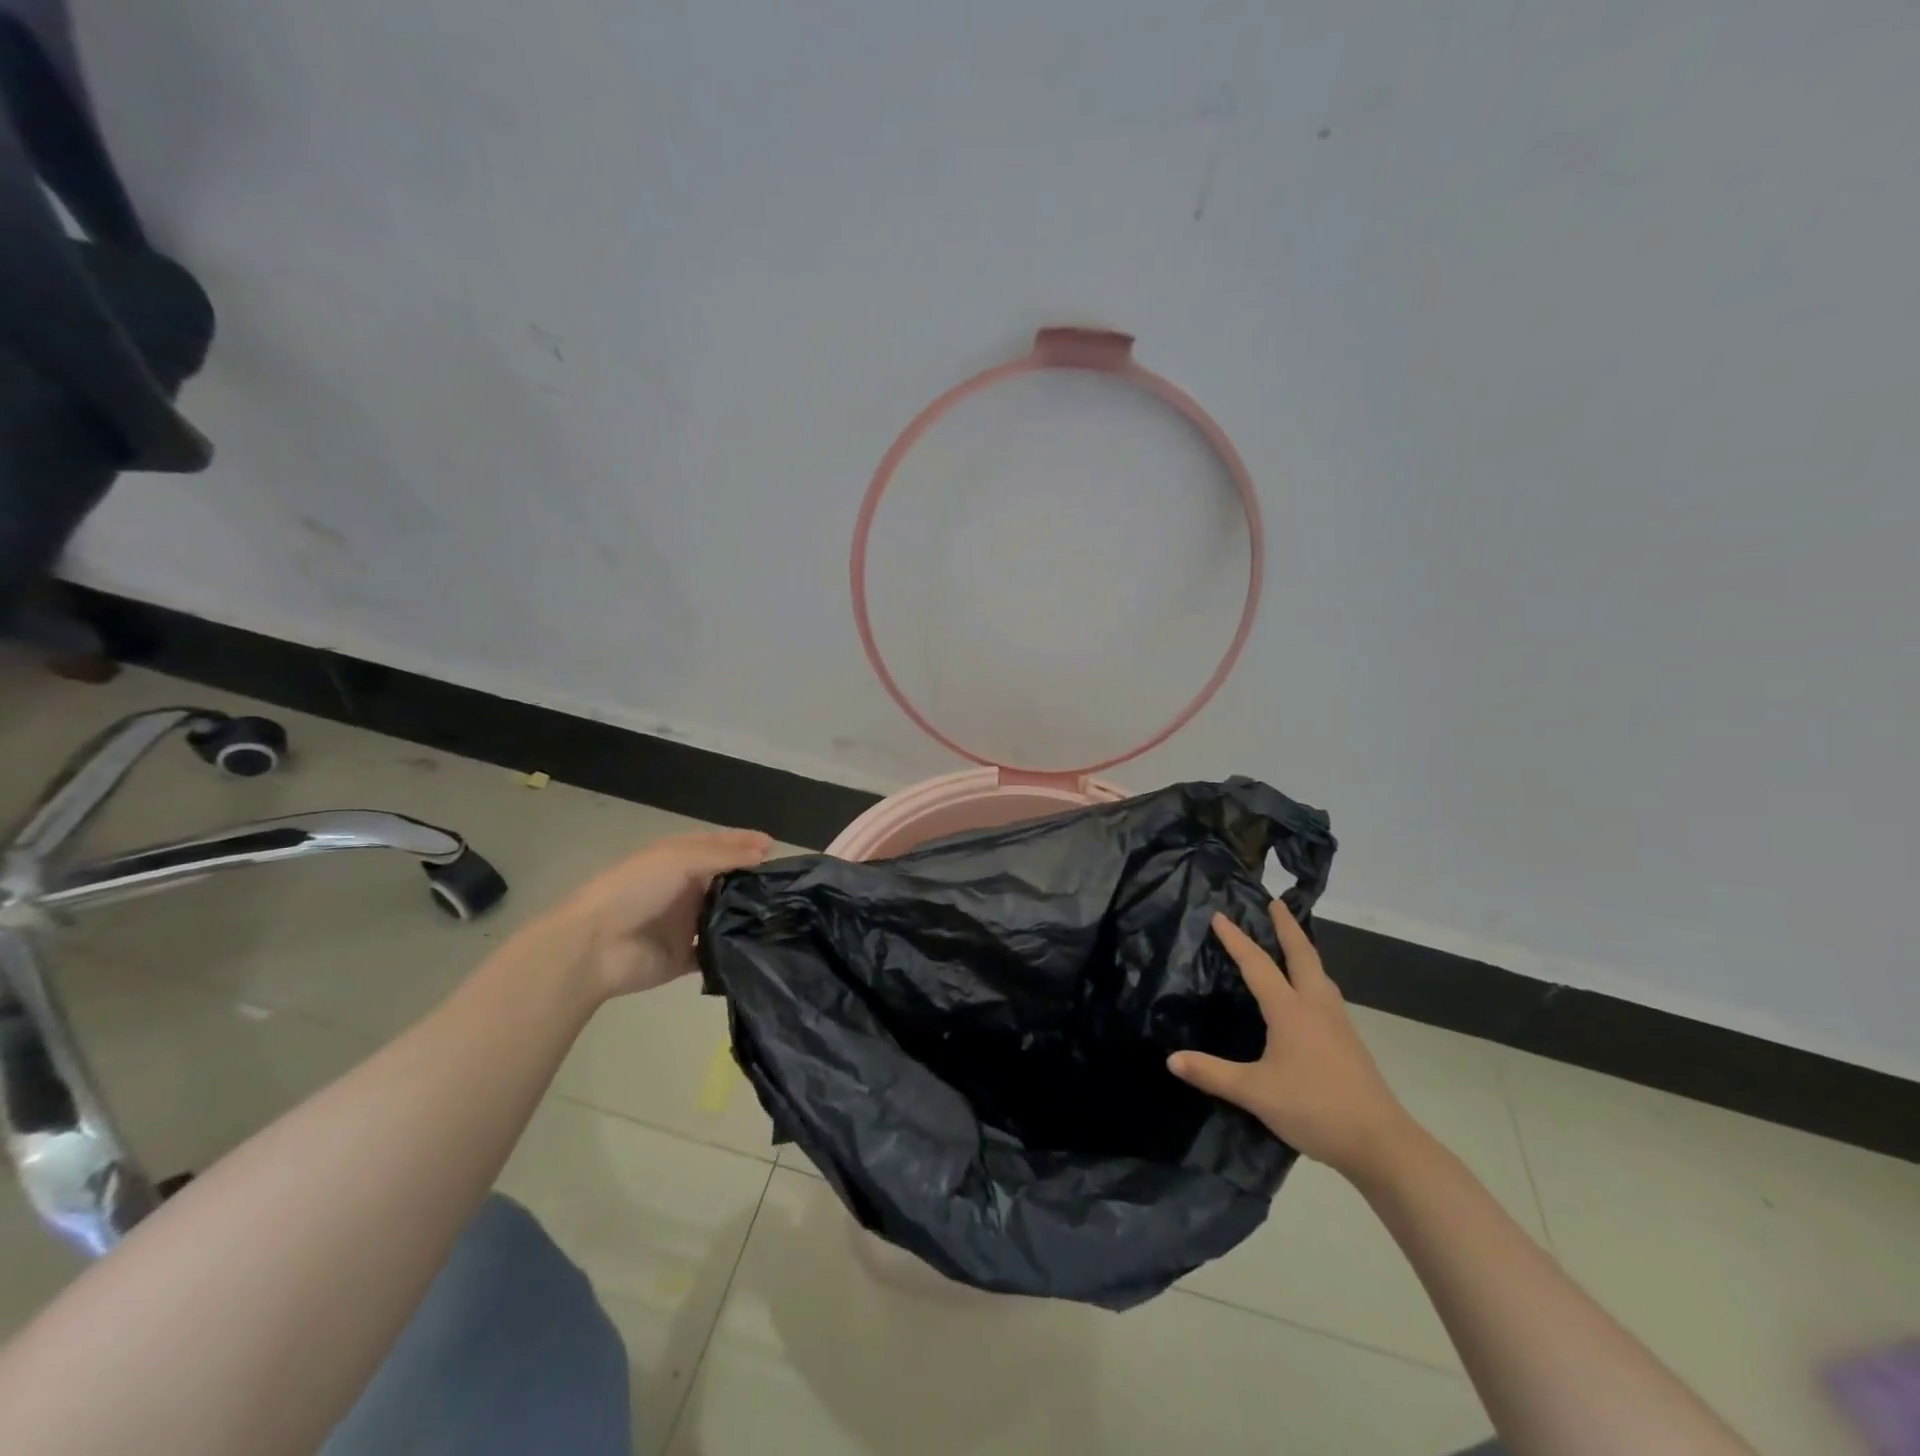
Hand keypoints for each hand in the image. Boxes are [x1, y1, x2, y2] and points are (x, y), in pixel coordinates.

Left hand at [535, 828, 771, 999]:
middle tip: (787, 885)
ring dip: (746, 915)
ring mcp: (683, 925)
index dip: (745, 843)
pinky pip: (714, 953)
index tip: (776, 847)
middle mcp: (683, 889)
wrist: (594, 947)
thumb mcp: (679, 859)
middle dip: (753, 880)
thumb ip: (723, 856)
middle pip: (725, 880)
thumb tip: (764, 854)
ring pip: (723, 916)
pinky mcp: (683, 958)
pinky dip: (732, 951)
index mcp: (678, 859)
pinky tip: (760, 948)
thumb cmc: (635, 890)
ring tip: (784, 915)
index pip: (718, 845)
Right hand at [1168, 902, 1414, 1179]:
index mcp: (1290, 1010)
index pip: (1257, 964)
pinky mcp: (1349, 1041)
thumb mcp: (1255, 1093)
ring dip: (1304, 950)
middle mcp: (1316, 1006)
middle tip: (1275, 903)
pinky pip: (1326, 993)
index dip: (1236, 939)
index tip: (1219, 916)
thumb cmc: (1314, 1108)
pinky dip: (1313, 976)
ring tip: (1293, 941)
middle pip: (1302, 954)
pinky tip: (1310, 994)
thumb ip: (1212, 1074)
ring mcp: (1337, 1023)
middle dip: (1287, 926)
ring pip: (1319, 973)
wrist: (1381, 1142)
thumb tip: (1171, 1059)